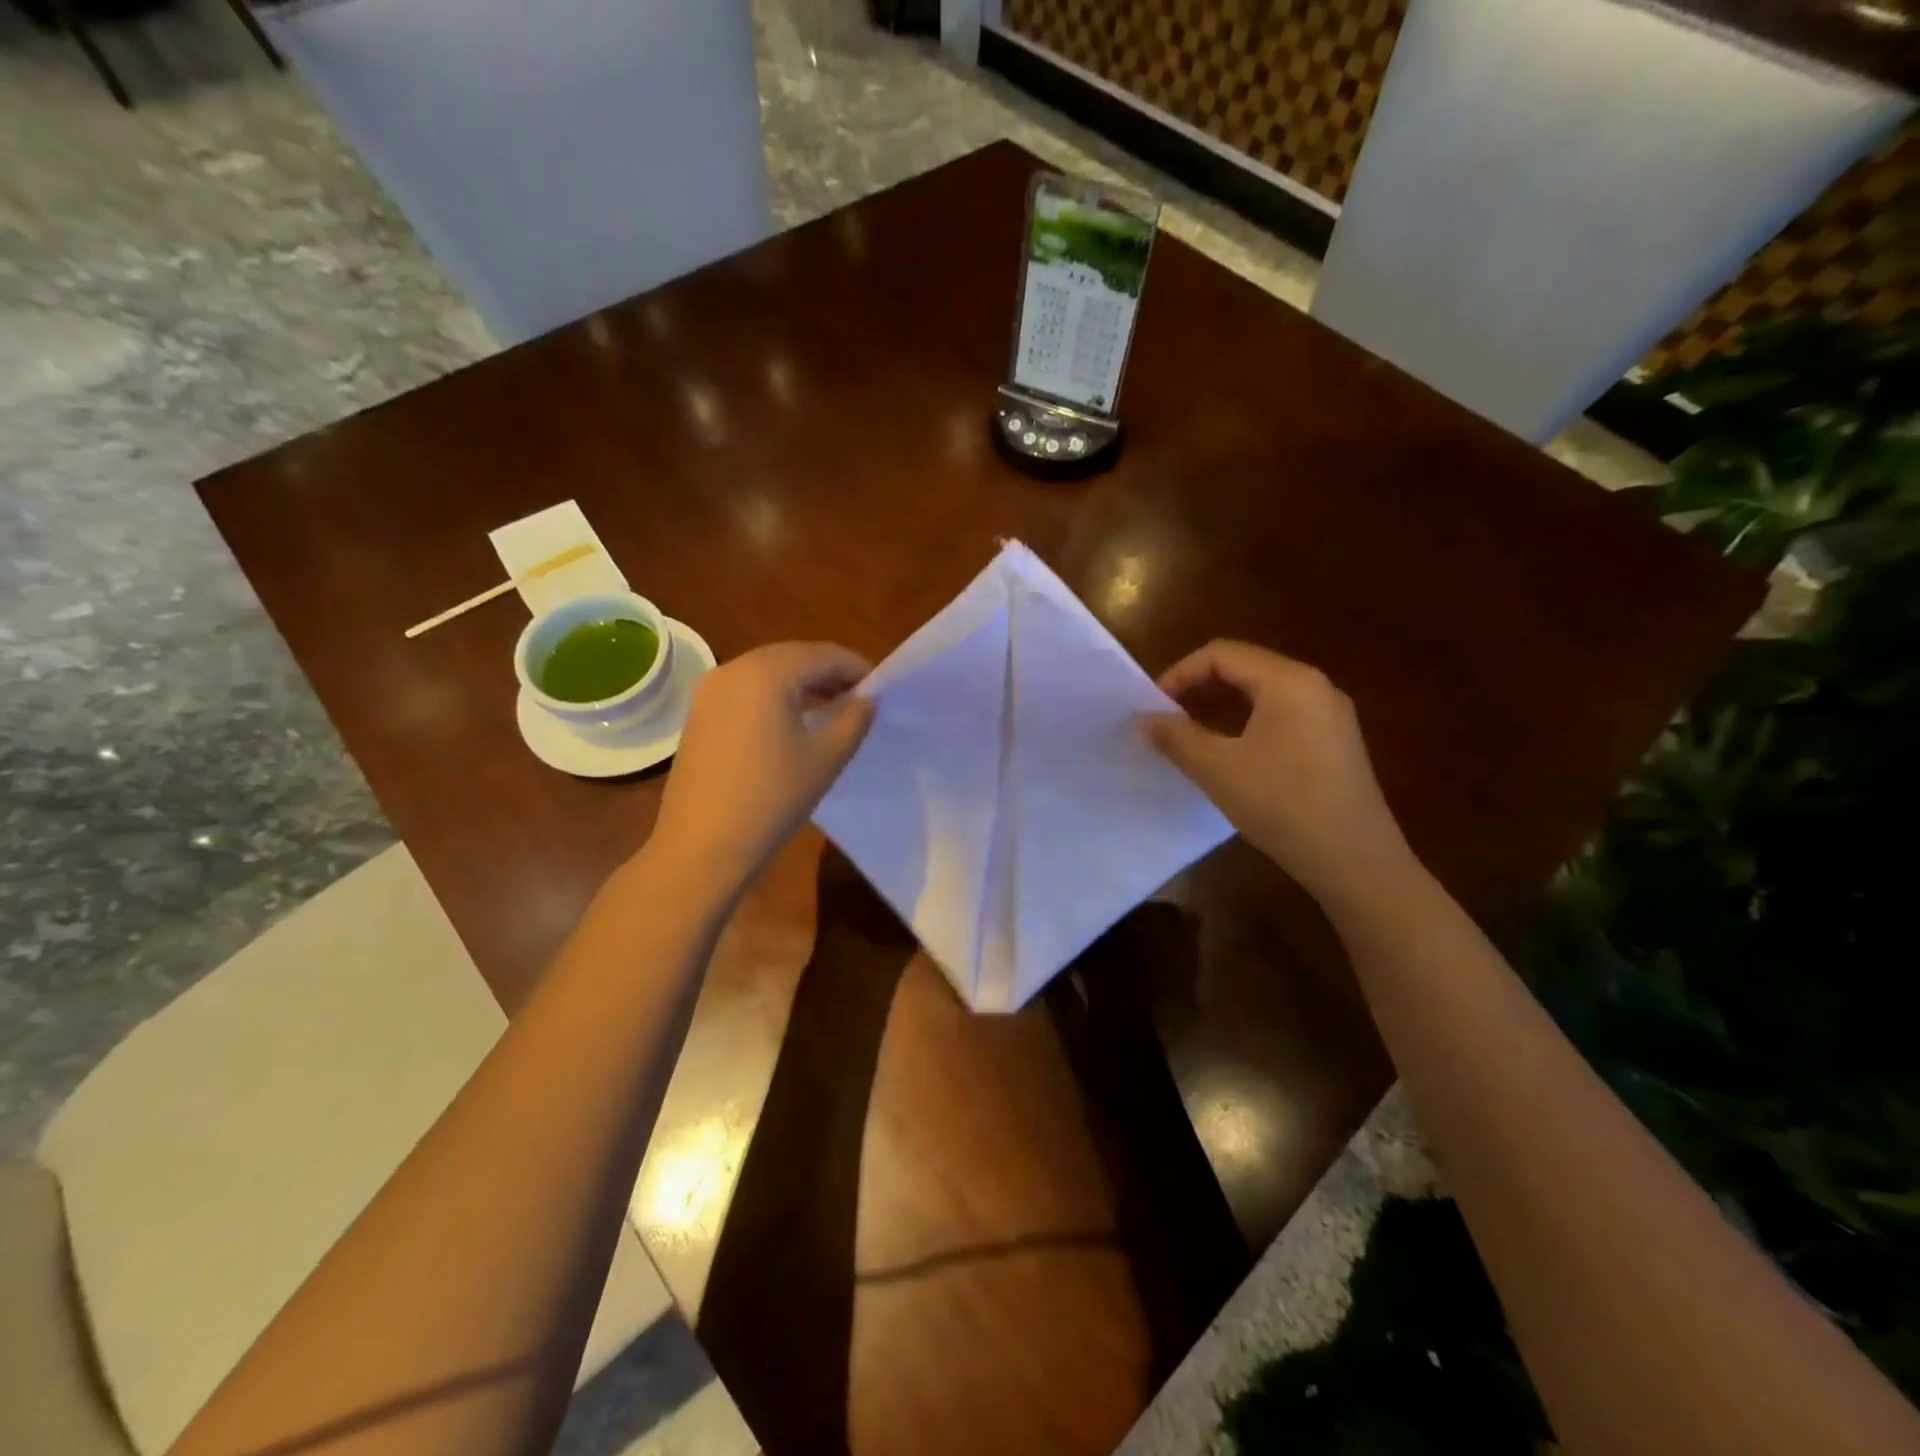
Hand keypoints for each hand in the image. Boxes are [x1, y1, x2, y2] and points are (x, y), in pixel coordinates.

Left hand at [649, 641, 874, 896]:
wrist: (703, 846)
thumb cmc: (772, 799)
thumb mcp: (826, 758)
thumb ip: (854, 719)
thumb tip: (867, 699)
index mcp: (767, 673)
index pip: (823, 655)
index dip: (856, 668)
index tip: (878, 690)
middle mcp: (733, 668)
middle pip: (793, 657)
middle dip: (828, 673)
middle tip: (857, 699)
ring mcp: (710, 691)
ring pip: (767, 672)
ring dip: (801, 684)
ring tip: (829, 711)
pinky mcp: (698, 714)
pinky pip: (746, 690)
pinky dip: (774, 696)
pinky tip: (791, 723)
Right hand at [1144, 641, 1411, 906]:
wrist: (1355, 860)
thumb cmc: (1282, 804)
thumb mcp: (1218, 769)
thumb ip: (1177, 737)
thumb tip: (1145, 718)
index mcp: (1288, 681)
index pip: (1221, 654)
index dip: (1180, 674)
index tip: (1153, 708)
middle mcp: (1313, 686)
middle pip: (1244, 668)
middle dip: (1198, 689)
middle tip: (1166, 721)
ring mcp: (1328, 715)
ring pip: (1262, 693)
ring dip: (1219, 707)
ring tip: (1189, 737)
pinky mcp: (1333, 742)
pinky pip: (1280, 715)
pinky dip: (1245, 723)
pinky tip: (1227, 754)